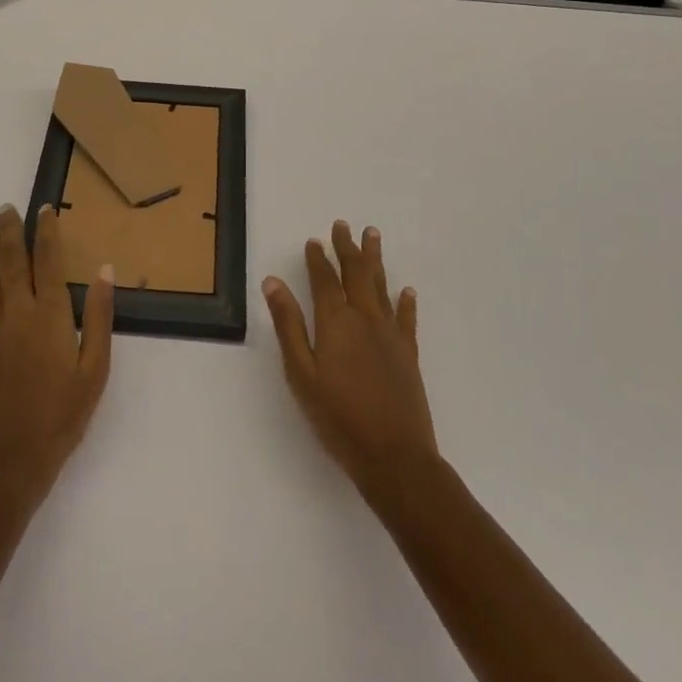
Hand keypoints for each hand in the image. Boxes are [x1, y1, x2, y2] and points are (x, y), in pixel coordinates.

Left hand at [0, 204, 114, 509]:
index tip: (45, 209)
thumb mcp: (95, 369)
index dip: (46, 232)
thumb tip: (104, 270)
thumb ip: (98, 316)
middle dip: (9, 231)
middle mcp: (16, 312)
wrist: (8, 460)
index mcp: (49, 315)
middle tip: (6, 208)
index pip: (47, 260)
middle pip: (11, 261)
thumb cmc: (62, 416)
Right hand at [264, 222, 437, 491]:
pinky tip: (406, 290)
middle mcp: (365, 318)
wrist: (394, 456)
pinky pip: (407, 317)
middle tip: (344, 225)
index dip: (318, 258)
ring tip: (373, 236)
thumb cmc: (338, 417)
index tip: (314, 240)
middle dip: (348, 248)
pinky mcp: (408, 353)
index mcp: (335, 321)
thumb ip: (288, 325)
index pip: (324, 279)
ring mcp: (390, 334)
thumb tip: (273, 282)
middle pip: (356, 273)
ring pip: (382, 286)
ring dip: (375, 259)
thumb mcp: (301, 373)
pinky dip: (405, 301)